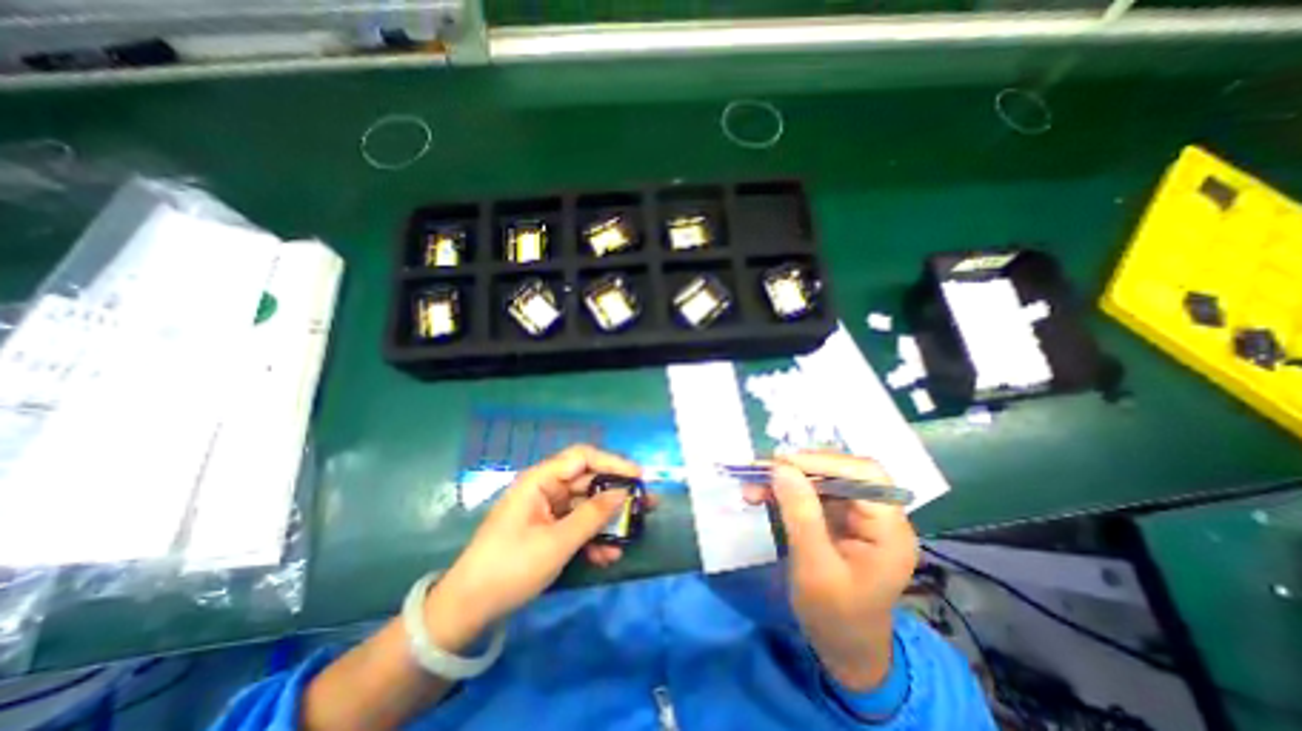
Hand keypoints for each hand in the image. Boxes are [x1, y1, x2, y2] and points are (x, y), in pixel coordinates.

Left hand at [428, 446, 650, 651]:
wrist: (467, 610)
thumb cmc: (510, 567)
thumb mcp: (557, 542)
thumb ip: (593, 515)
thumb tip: (623, 494)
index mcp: (541, 480)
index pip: (583, 457)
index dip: (613, 463)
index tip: (639, 477)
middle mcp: (546, 489)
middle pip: (588, 482)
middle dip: (617, 494)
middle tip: (645, 505)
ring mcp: (547, 511)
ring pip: (586, 506)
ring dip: (608, 520)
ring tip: (633, 533)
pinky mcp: (547, 531)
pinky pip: (576, 526)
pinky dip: (592, 538)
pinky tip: (608, 556)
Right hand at [748, 451, 919, 691]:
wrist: (843, 650)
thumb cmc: (835, 617)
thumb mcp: (815, 569)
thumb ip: (801, 515)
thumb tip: (781, 468)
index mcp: (889, 530)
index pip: (866, 474)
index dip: (825, 461)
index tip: (782, 463)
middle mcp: (877, 514)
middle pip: (841, 471)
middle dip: (798, 468)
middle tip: (761, 472)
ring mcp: (856, 515)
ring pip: (821, 478)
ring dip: (785, 478)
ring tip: (752, 485)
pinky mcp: (838, 518)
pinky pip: (810, 492)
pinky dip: (784, 490)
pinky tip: (761, 495)